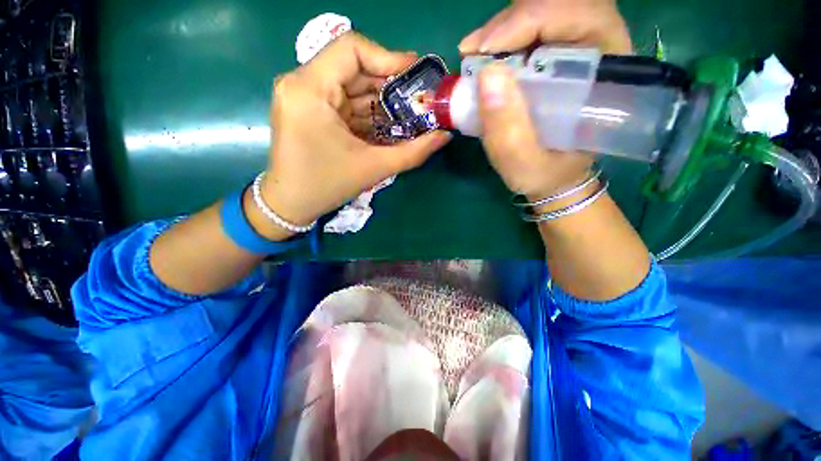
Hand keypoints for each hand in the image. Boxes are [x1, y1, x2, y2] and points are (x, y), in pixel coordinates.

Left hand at [259, 33, 451, 230]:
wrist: (291, 204)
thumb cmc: (327, 186)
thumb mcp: (374, 168)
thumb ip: (413, 152)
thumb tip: (445, 136)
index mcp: (309, 89)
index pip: (351, 49)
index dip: (388, 57)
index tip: (415, 75)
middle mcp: (301, 83)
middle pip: (353, 67)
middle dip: (389, 84)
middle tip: (417, 100)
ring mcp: (303, 95)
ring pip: (350, 85)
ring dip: (380, 101)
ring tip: (407, 115)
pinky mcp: (308, 108)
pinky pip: (343, 101)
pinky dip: (367, 112)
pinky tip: (387, 125)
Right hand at [459, 0, 630, 200]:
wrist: (551, 176)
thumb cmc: (545, 173)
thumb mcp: (524, 163)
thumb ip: (508, 130)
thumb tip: (486, 75)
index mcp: (606, 76)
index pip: (584, 17)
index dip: (535, 18)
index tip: (488, 48)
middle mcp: (597, 53)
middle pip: (562, 7)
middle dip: (514, 20)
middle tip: (475, 50)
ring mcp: (575, 53)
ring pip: (544, 13)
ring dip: (504, 28)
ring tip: (474, 55)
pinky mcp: (554, 58)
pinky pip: (530, 30)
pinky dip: (501, 38)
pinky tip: (483, 56)